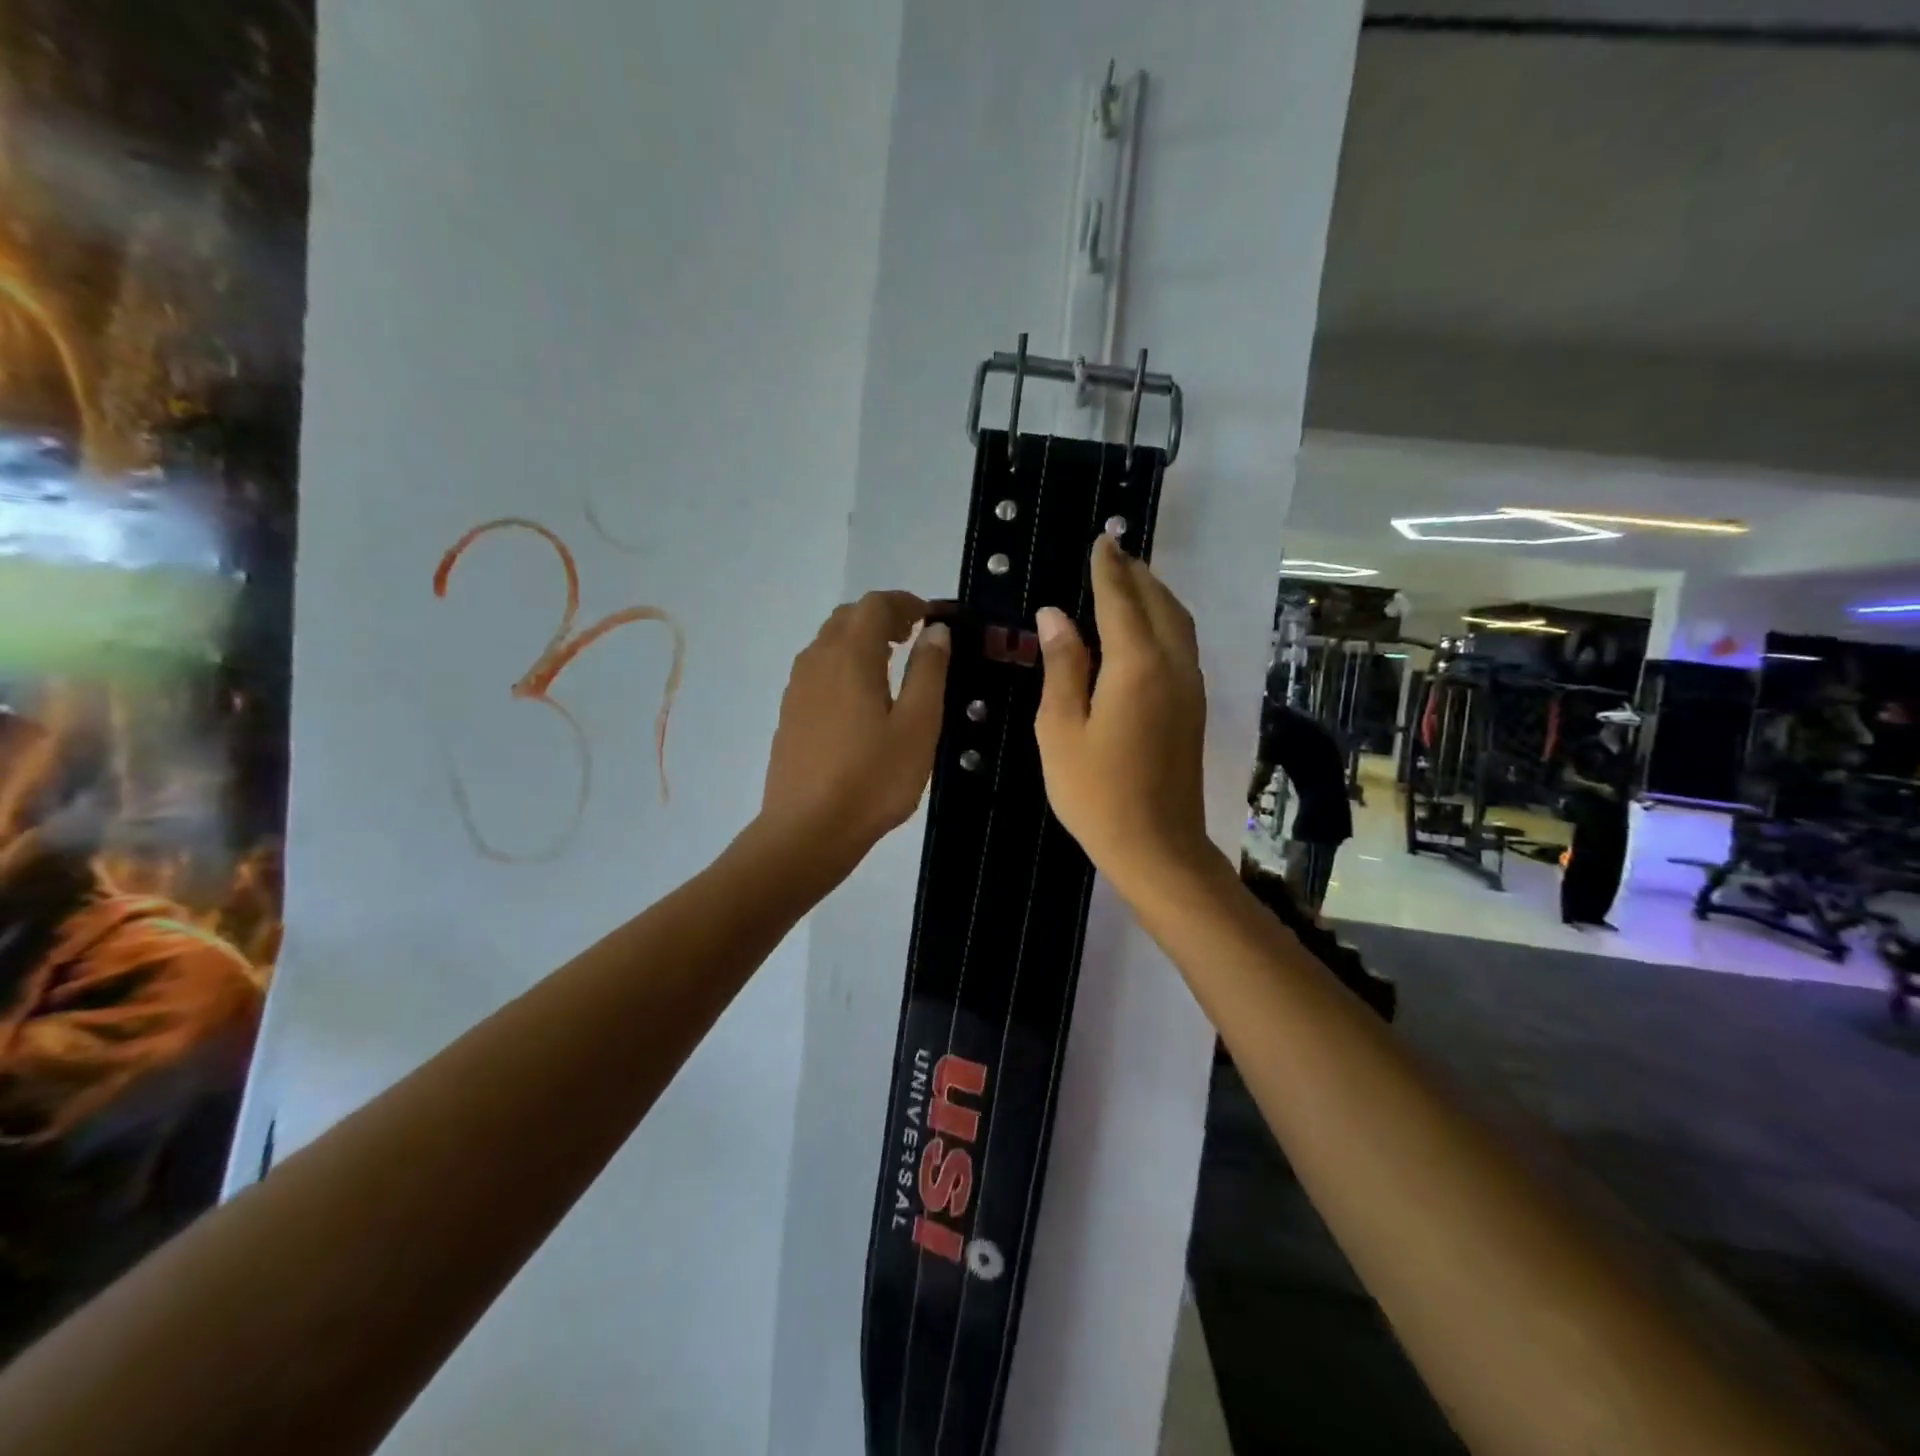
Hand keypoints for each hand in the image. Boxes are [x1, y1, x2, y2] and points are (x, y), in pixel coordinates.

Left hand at [759, 591, 949, 865]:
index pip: (875, 605)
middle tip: (914, 637)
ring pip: (828, 642)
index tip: (931, 618)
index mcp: (850, 656)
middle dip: (882, 616)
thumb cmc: (872, 779)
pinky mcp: (790, 714)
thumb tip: (935, 631)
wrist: (807, 831)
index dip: (905, 603)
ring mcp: (797, 688)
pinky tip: (861, 698)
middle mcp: (817, 661)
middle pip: (847, 617)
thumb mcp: (918, 726)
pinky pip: (818, 669)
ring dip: (860, 639)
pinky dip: (843, 663)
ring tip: (891, 664)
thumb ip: (928, 672)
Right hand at [1034, 536, 1212, 895]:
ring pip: (1178, 623)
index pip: (1121, 600)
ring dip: (1156, 595)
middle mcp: (1173, 665)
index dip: (1107, 569)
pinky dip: (1165, 622)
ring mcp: (1190, 687)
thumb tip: (1054, 615)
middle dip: (1137, 574)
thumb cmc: (1095, 792)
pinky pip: (1182, 646)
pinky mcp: (1194, 708)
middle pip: (1160, 603)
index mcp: (1137, 665)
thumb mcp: (1061, 728)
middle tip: (1113, 554)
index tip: (1100, 541)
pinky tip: (1146, 630)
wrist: (1156, 846)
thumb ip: (1062, 666)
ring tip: (1131, 582)